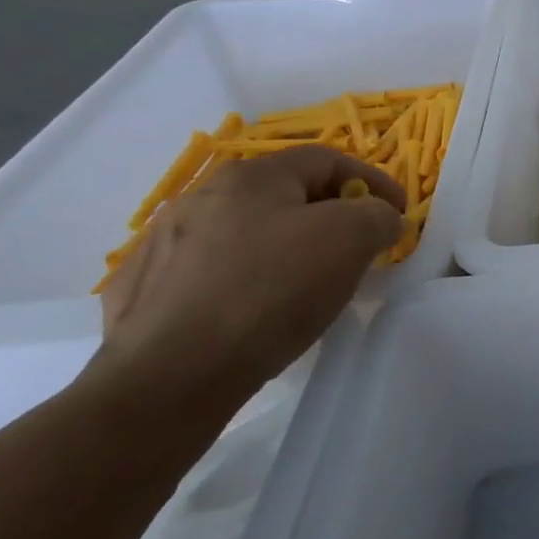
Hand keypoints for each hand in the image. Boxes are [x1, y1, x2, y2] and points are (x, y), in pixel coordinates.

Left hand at [97, 146, 404, 396]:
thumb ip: (377, 215)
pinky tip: (247, 311)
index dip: (372, 181)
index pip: (328, 159)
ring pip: (242, 233)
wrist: (168, 378)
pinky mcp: (140, 292)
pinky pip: (204, 273)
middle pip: (283, 194)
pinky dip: (237, 280)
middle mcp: (200, 196)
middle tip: (357, 248)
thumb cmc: (271, 292)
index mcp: (252, 176)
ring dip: (281, 247)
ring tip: (303, 284)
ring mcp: (162, 243)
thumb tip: (378, 218)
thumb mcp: (351, 240)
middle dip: (328, 215)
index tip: (398, 214)